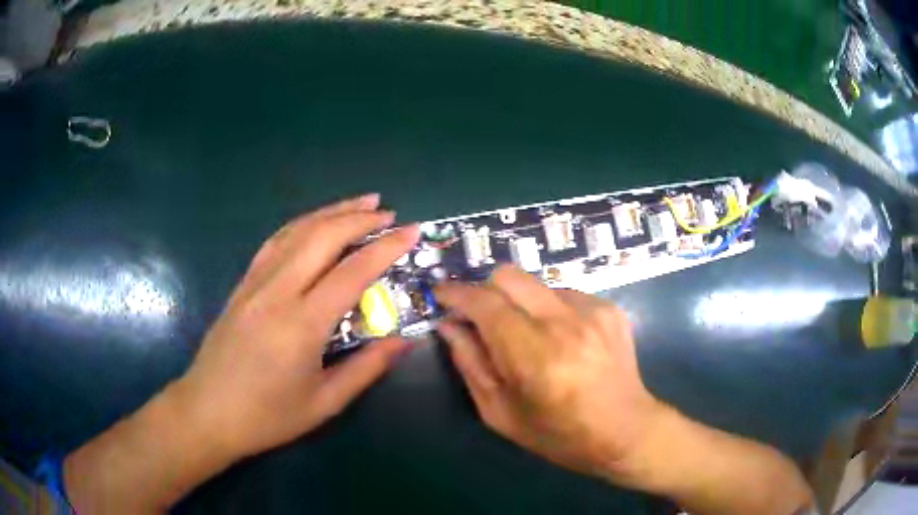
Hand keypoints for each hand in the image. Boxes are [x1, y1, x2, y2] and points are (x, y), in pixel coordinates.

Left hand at [177, 194, 419, 458]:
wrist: (207, 412)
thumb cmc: (267, 416)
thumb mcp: (324, 403)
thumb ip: (367, 368)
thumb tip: (404, 340)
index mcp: (301, 325)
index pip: (351, 272)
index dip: (385, 247)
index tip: (411, 231)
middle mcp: (277, 292)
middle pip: (322, 237)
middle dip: (359, 218)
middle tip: (389, 214)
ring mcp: (255, 284)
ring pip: (296, 231)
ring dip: (331, 212)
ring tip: (361, 202)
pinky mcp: (242, 285)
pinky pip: (275, 243)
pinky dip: (301, 224)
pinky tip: (315, 222)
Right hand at [434, 265, 663, 480]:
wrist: (625, 431)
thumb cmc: (558, 435)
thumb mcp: (500, 413)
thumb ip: (470, 364)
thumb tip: (448, 325)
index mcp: (535, 356)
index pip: (485, 303)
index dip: (456, 293)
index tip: (441, 294)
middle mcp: (565, 323)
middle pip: (509, 276)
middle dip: (485, 289)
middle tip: (480, 316)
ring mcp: (593, 311)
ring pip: (536, 284)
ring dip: (519, 302)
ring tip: (526, 336)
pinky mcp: (609, 309)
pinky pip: (563, 294)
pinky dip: (549, 310)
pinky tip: (559, 339)